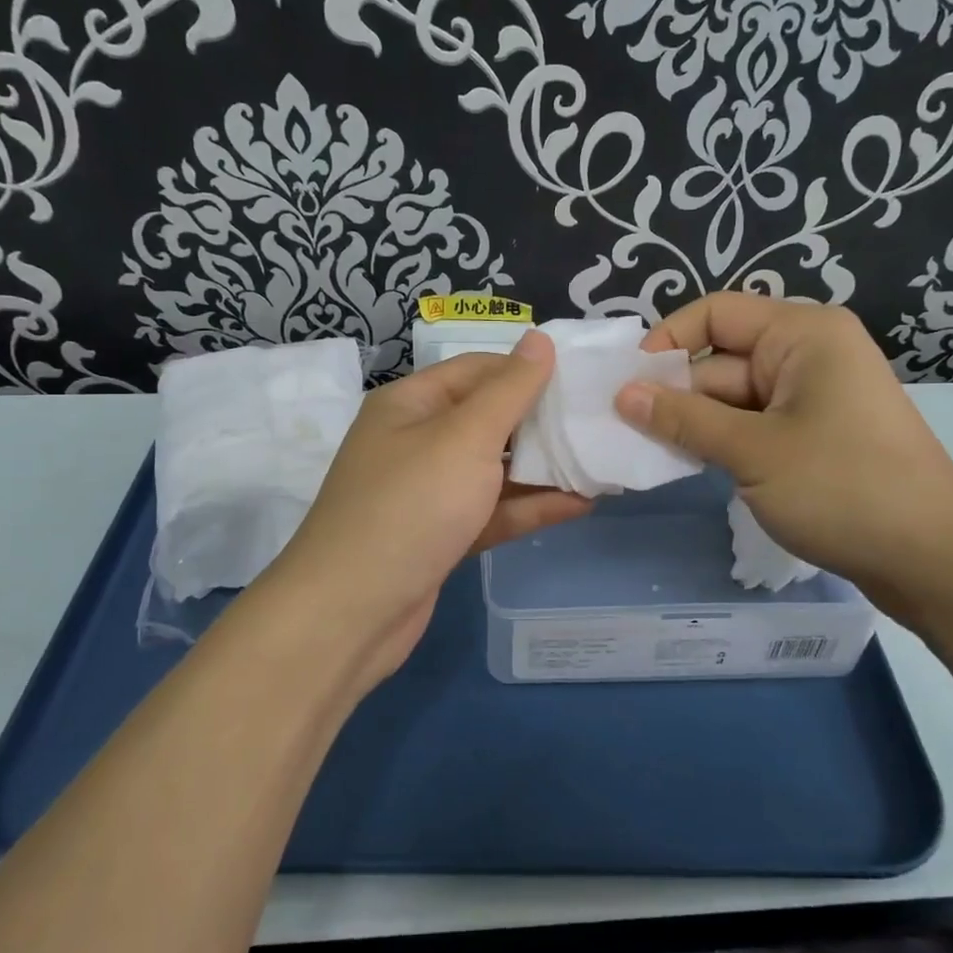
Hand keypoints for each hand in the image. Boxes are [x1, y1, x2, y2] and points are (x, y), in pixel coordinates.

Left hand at [271, 331, 589, 685]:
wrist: (350, 613)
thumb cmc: (410, 506)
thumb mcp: (464, 438)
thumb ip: (509, 391)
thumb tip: (539, 339)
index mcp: (411, 404)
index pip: (478, 370)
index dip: (528, 371)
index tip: (582, 378)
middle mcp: (417, 441)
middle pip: (488, 419)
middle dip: (542, 422)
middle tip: (601, 421)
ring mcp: (429, 492)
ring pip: (493, 470)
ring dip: (543, 468)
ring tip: (601, 462)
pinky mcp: (441, 536)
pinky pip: (491, 510)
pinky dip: (530, 507)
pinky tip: (580, 504)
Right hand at [615, 293, 952, 625]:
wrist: (935, 561)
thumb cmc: (843, 489)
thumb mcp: (752, 452)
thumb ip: (683, 418)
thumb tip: (623, 394)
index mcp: (803, 334)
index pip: (716, 314)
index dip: (667, 342)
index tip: (628, 386)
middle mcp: (809, 353)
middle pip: (722, 359)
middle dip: (677, 393)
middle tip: (625, 432)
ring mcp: (815, 396)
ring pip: (735, 397)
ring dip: (696, 423)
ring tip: (650, 453)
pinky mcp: (817, 434)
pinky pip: (755, 424)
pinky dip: (724, 441)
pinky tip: (691, 465)